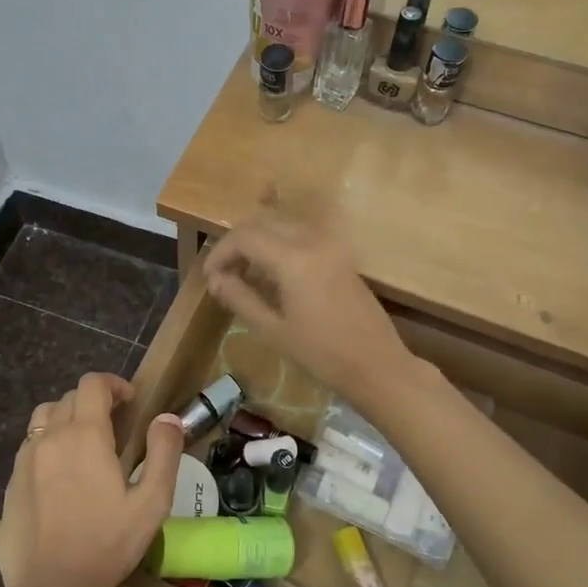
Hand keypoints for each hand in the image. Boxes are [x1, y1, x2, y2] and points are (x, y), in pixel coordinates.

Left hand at [0, 373, 182, 586]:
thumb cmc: (108, 545)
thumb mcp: (151, 502)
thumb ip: (163, 453)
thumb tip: (168, 418)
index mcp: (85, 435)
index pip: (93, 384)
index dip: (113, 384)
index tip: (130, 401)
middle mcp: (50, 437)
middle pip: (69, 398)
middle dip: (93, 402)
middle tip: (114, 426)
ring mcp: (25, 460)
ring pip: (43, 418)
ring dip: (66, 418)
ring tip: (83, 443)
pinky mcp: (11, 484)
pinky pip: (29, 447)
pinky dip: (47, 444)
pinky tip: (59, 475)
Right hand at [203, 214, 416, 411]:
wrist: (378, 365)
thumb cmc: (322, 354)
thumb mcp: (273, 330)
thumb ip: (240, 298)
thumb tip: (215, 279)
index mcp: (294, 259)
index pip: (244, 237)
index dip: (220, 253)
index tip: (209, 277)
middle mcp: (312, 240)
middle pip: (262, 221)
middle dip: (236, 241)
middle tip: (222, 272)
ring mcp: (330, 244)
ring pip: (282, 222)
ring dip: (257, 238)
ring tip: (242, 271)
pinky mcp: (340, 253)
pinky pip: (300, 233)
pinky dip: (277, 241)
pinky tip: (270, 270)